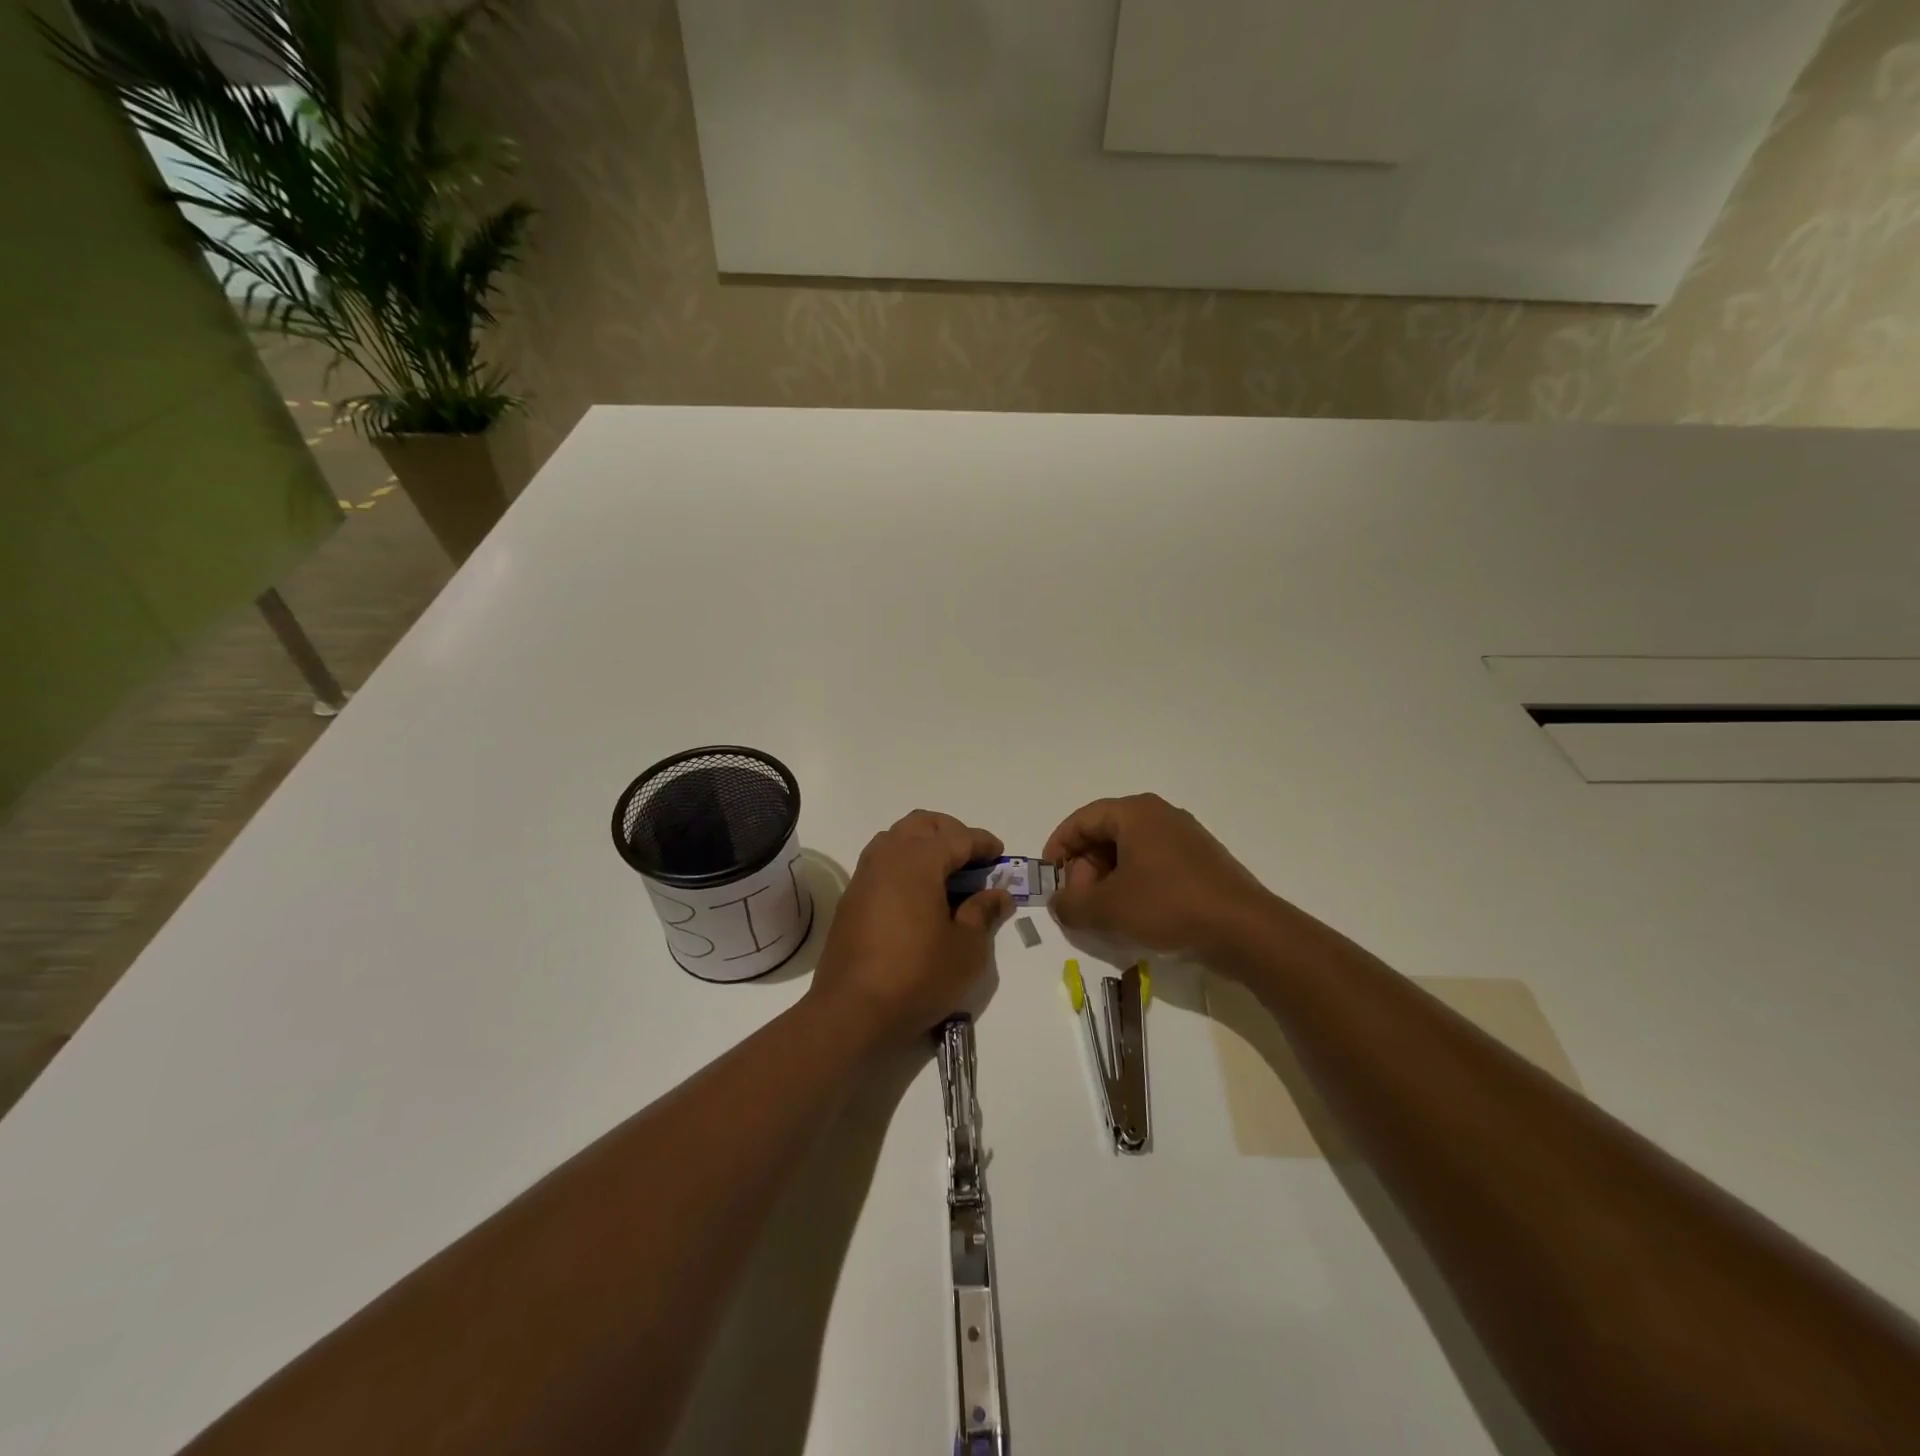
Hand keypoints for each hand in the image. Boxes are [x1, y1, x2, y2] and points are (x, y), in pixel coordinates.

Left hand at [809, 810, 1011, 1045]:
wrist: (852, 1011)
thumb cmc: (917, 976)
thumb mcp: (965, 949)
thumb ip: (983, 913)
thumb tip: (998, 894)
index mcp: (918, 860)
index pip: (959, 837)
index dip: (983, 843)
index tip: (1000, 854)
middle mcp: (888, 856)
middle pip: (922, 824)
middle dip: (951, 832)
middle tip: (973, 858)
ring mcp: (864, 875)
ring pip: (897, 838)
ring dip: (924, 844)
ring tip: (946, 874)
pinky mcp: (852, 897)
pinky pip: (882, 862)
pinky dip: (904, 864)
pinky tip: (918, 894)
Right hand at [1043, 793, 1277, 960]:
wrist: (1245, 931)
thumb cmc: (1168, 907)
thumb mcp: (1107, 910)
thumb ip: (1071, 905)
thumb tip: (1058, 903)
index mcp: (1135, 813)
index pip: (1082, 820)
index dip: (1058, 848)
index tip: (1049, 878)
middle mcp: (1160, 816)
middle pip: (1106, 835)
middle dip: (1085, 869)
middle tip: (1079, 903)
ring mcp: (1185, 838)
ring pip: (1130, 854)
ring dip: (1108, 882)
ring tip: (1104, 916)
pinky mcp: (1201, 863)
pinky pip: (1154, 866)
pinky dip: (1135, 886)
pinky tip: (1135, 918)